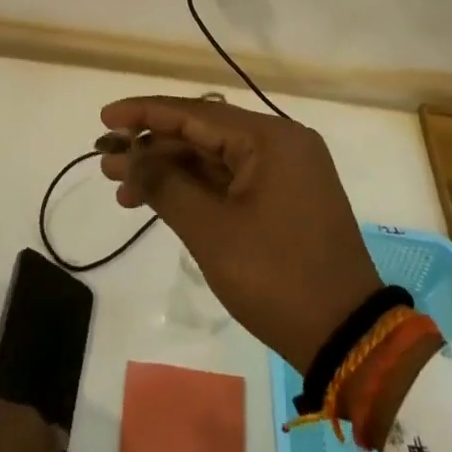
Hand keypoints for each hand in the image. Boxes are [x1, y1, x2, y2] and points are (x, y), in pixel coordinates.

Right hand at [96, 97, 382, 373]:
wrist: (346, 338)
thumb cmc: (277, 277)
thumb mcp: (212, 231)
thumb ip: (165, 184)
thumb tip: (128, 154)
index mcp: (271, 138)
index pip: (196, 113)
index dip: (146, 113)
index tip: (105, 118)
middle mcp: (281, 144)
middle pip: (203, 134)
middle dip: (152, 148)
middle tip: (105, 162)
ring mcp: (285, 173)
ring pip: (214, 160)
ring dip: (169, 171)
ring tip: (121, 188)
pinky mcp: (284, 200)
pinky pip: (230, 182)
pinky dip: (195, 190)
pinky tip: (157, 201)